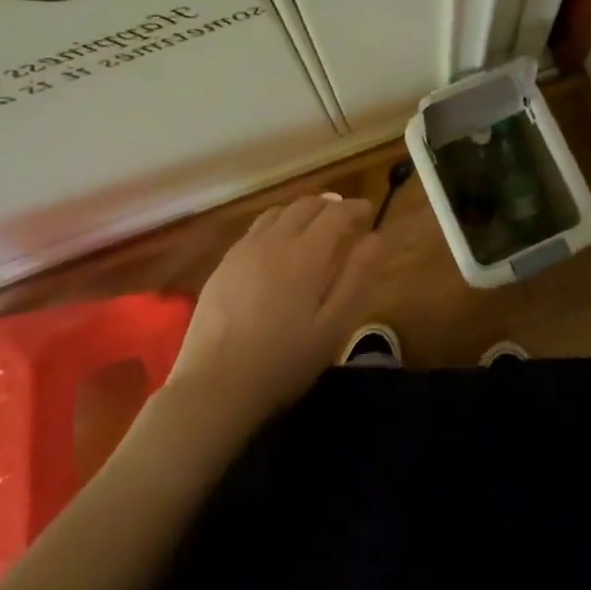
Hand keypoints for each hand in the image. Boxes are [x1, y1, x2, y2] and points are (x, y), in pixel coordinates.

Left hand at [168, 195, 383, 427]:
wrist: (215, 384)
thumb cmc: (283, 360)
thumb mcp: (333, 326)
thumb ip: (356, 277)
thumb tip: (375, 238)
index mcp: (305, 253)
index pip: (335, 213)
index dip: (355, 208)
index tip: (368, 210)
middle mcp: (274, 240)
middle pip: (305, 205)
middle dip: (329, 205)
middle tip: (345, 217)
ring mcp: (244, 250)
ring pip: (278, 212)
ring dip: (301, 211)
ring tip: (313, 225)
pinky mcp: (224, 264)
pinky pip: (256, 229)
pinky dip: (276, 224)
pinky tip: (277, 245)